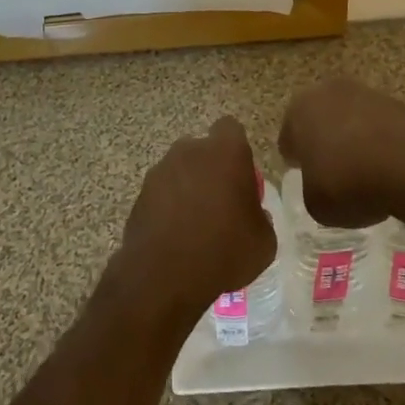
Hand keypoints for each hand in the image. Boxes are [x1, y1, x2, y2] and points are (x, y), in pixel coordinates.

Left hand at [117, 116, 275, 320]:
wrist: (164, 277)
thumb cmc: (224, 251)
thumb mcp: (264, 240)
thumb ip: (260, 216)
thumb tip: (250, 213)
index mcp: (225, 152)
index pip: (231, 128)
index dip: (236, 148)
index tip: (241, 174)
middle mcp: (189, 151)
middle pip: (203, 149)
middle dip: (211, 168)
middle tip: (221, 202)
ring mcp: (160, 171)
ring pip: (180, 170)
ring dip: (188, 188)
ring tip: (196, 225)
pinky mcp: (140, 194)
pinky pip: (162, 193)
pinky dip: (168, 207)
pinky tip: (176, 236)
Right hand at [278, 78, 404, 228]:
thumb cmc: (349, 184)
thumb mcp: (315, 204)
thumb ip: (311, 188)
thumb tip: (322, 184)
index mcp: (299, 109)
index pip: (289, 139)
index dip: (297, 162)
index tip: (309, 181)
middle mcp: (328, 91)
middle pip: (320, 121)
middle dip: (325, 143)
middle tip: (334, 175)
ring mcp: (367, 93)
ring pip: (351, 120)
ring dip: (354, 140)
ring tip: (366, 174)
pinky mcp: (399, 103)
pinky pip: (380, 127)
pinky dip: (381, 143)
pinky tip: (390, 168)